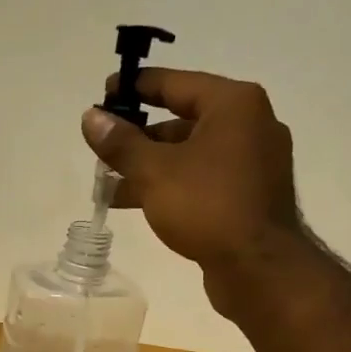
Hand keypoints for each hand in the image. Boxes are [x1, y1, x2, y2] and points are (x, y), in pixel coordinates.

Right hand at [80, 69, 305, 309]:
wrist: (259, 268)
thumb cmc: (208, 207)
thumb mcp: (154, 172)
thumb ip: (121, 144)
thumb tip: (91, 118)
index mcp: (234, 104)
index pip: (176, 83)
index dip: (135, 88)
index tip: (105, 94)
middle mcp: (251, 125)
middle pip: (184, 121)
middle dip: (140, 138)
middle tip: (104, 149)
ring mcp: (255, 163)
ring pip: (193, 155)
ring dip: (152, 168)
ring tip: (111, 185)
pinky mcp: (252, 197)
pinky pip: (205, 180)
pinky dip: (174, 186)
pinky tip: (142, 204)